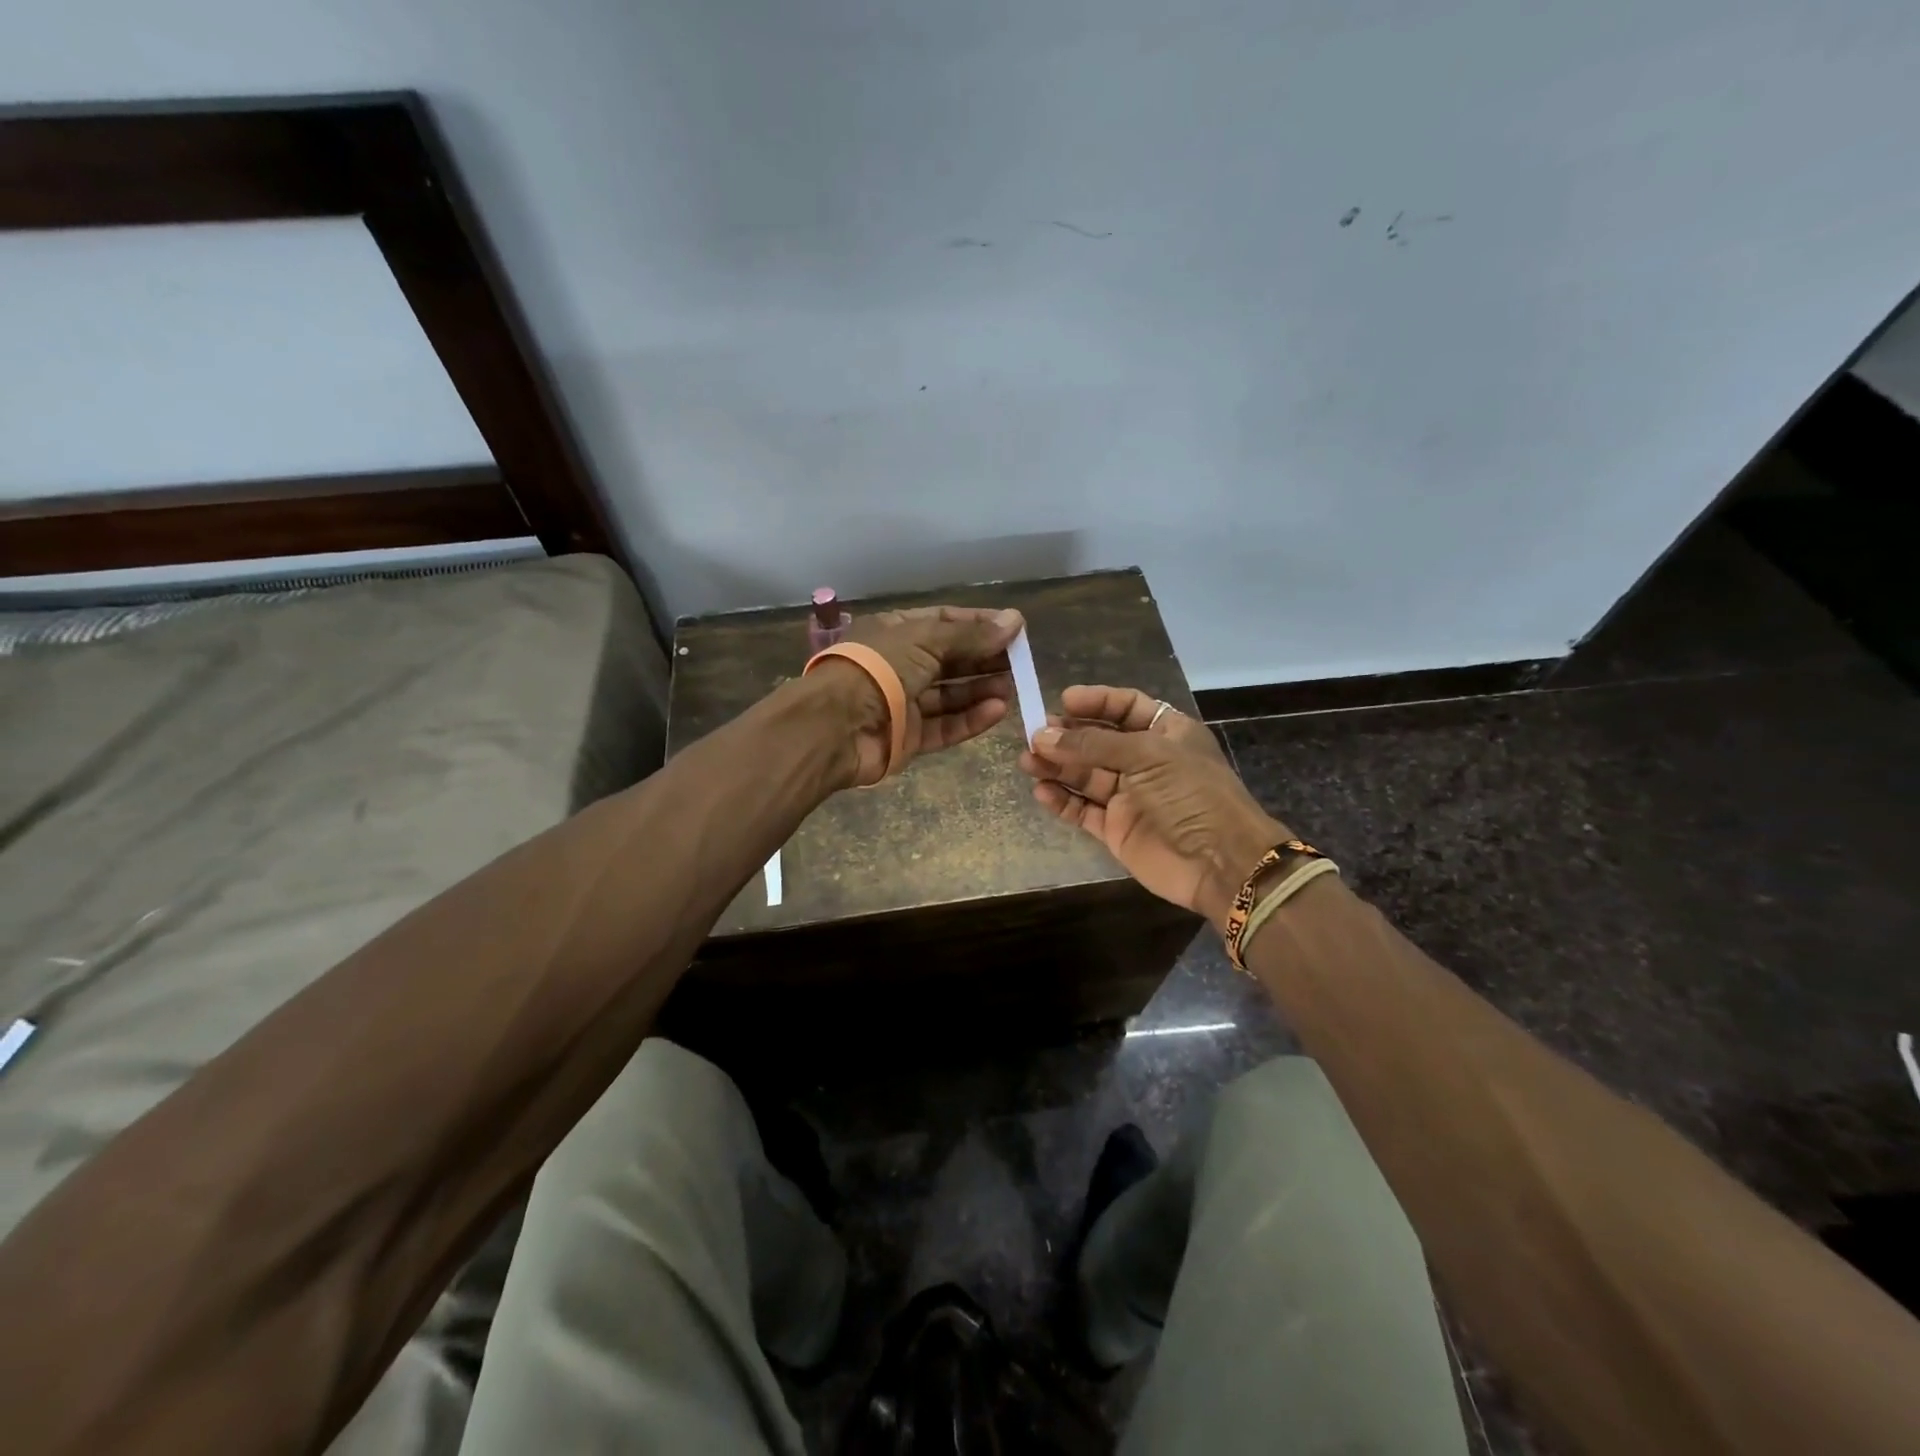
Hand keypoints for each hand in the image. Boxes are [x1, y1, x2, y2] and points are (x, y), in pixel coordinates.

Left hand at [811, 605, 1023, 786]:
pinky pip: (946, 726)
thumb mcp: (926, 640)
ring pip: (951, 695)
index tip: (1014, 629)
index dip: (979, 624)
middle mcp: (900, 665)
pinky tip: (998, 710)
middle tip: (1021, 662)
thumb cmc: (879, 669)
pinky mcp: (909, 737)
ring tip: (1014, 687)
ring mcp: (904, 703)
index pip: (945, 623)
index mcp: (897, 633)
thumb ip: (972, 635)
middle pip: (951, 660)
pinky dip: (971, 718)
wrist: (836, 725)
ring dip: (982, 689)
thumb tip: (1015, 621)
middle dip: (985, 659)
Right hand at [1018, 685, 1292, 930]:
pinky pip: (1083, 809)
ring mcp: (1129, 796)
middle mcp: (1146, 761)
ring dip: (1057, 766)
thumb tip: (1042, 736)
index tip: (1063, 702)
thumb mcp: (1147, 755)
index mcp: (1166, 733)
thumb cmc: (1191, 794)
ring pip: (1085, 775)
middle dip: (1067, 736)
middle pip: (1098, 741)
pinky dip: (1062, 800)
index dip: (1095, 702)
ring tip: (1028, 760)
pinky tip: (1041, 791)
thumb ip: (1093, 745)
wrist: (1220, 862)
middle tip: (1035, 736)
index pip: (1126, 707)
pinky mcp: (1116, 829)